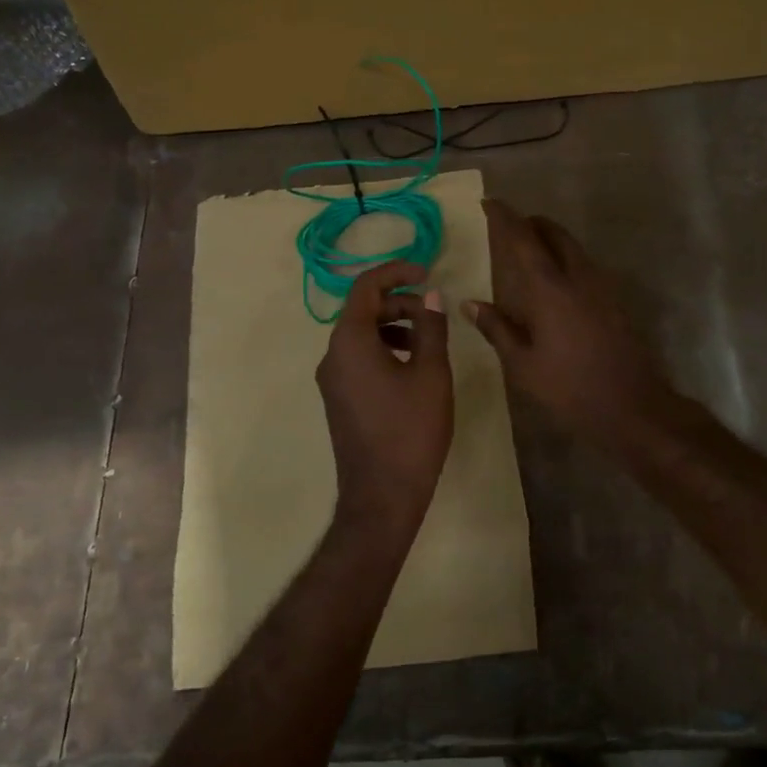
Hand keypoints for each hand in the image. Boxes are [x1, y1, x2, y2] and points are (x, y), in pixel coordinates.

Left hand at [316, 260, 453, 539]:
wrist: (383, 495)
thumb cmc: (411, 430)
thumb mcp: (431, 373)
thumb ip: (431, 328)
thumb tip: (431, 295)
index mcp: (349, 342)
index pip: (365, 287)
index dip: (396, 272)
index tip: (427, 272)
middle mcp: (332, 356)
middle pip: (362, 310)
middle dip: (399, 301)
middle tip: (434, 311)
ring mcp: (332, 380)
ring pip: (360, 336)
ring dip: (393, 326)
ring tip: (427, 339)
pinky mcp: (340, 399)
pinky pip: (358, 358)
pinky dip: (384, 349)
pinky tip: (412, 368)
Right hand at [466, 199, 676, 451]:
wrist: (631, 407)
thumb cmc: (569, 388)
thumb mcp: (523, 365)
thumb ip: (497, 329)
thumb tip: (470, 303)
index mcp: (550, 289)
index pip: (524, 240)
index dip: (505, 218)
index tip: (489, 203)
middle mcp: (578, 278)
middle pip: (556, 234)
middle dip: (533, 223)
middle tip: (512, 225)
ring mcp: (602, 288)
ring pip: (574, 249)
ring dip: (552, 240)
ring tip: (530, 249)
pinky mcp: (615, 302)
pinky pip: (586, 266)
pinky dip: (566, 259)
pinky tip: (556, 281)